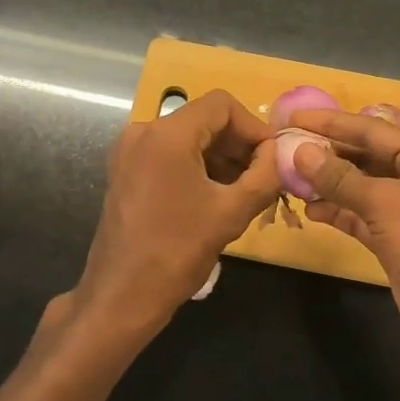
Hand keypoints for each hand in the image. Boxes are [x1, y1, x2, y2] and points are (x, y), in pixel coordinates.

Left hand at [72, 89, 280, 338]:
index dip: (253, 127)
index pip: (222, 105)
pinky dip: (196, 168)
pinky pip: (169, 156)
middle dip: (237, 145)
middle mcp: (143, 132)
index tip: (271, 159)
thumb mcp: (231, 213)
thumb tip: (277, 153)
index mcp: (167, 134)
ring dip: (219, 159)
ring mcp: (129, 153)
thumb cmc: (178, 251)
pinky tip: (215, 199)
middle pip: (203, 120)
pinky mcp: (125, 173)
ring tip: (243, 193)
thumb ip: (264, 175)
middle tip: (262, 179)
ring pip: (187, 139)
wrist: (122, 295)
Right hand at [291, 108, 399, 365]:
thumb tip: (301, 152)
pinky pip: (360, 216)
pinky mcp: (395, 240)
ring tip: (291, 181)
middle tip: (287, 149)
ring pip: (360, 188)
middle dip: (328, 154)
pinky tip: (310, 210)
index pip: (371, 130)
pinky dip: (337, 212)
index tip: (294, 119)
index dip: (331, 123)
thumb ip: (339, 177)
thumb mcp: (383, 202)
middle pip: (365, 157)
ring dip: (328, 185)